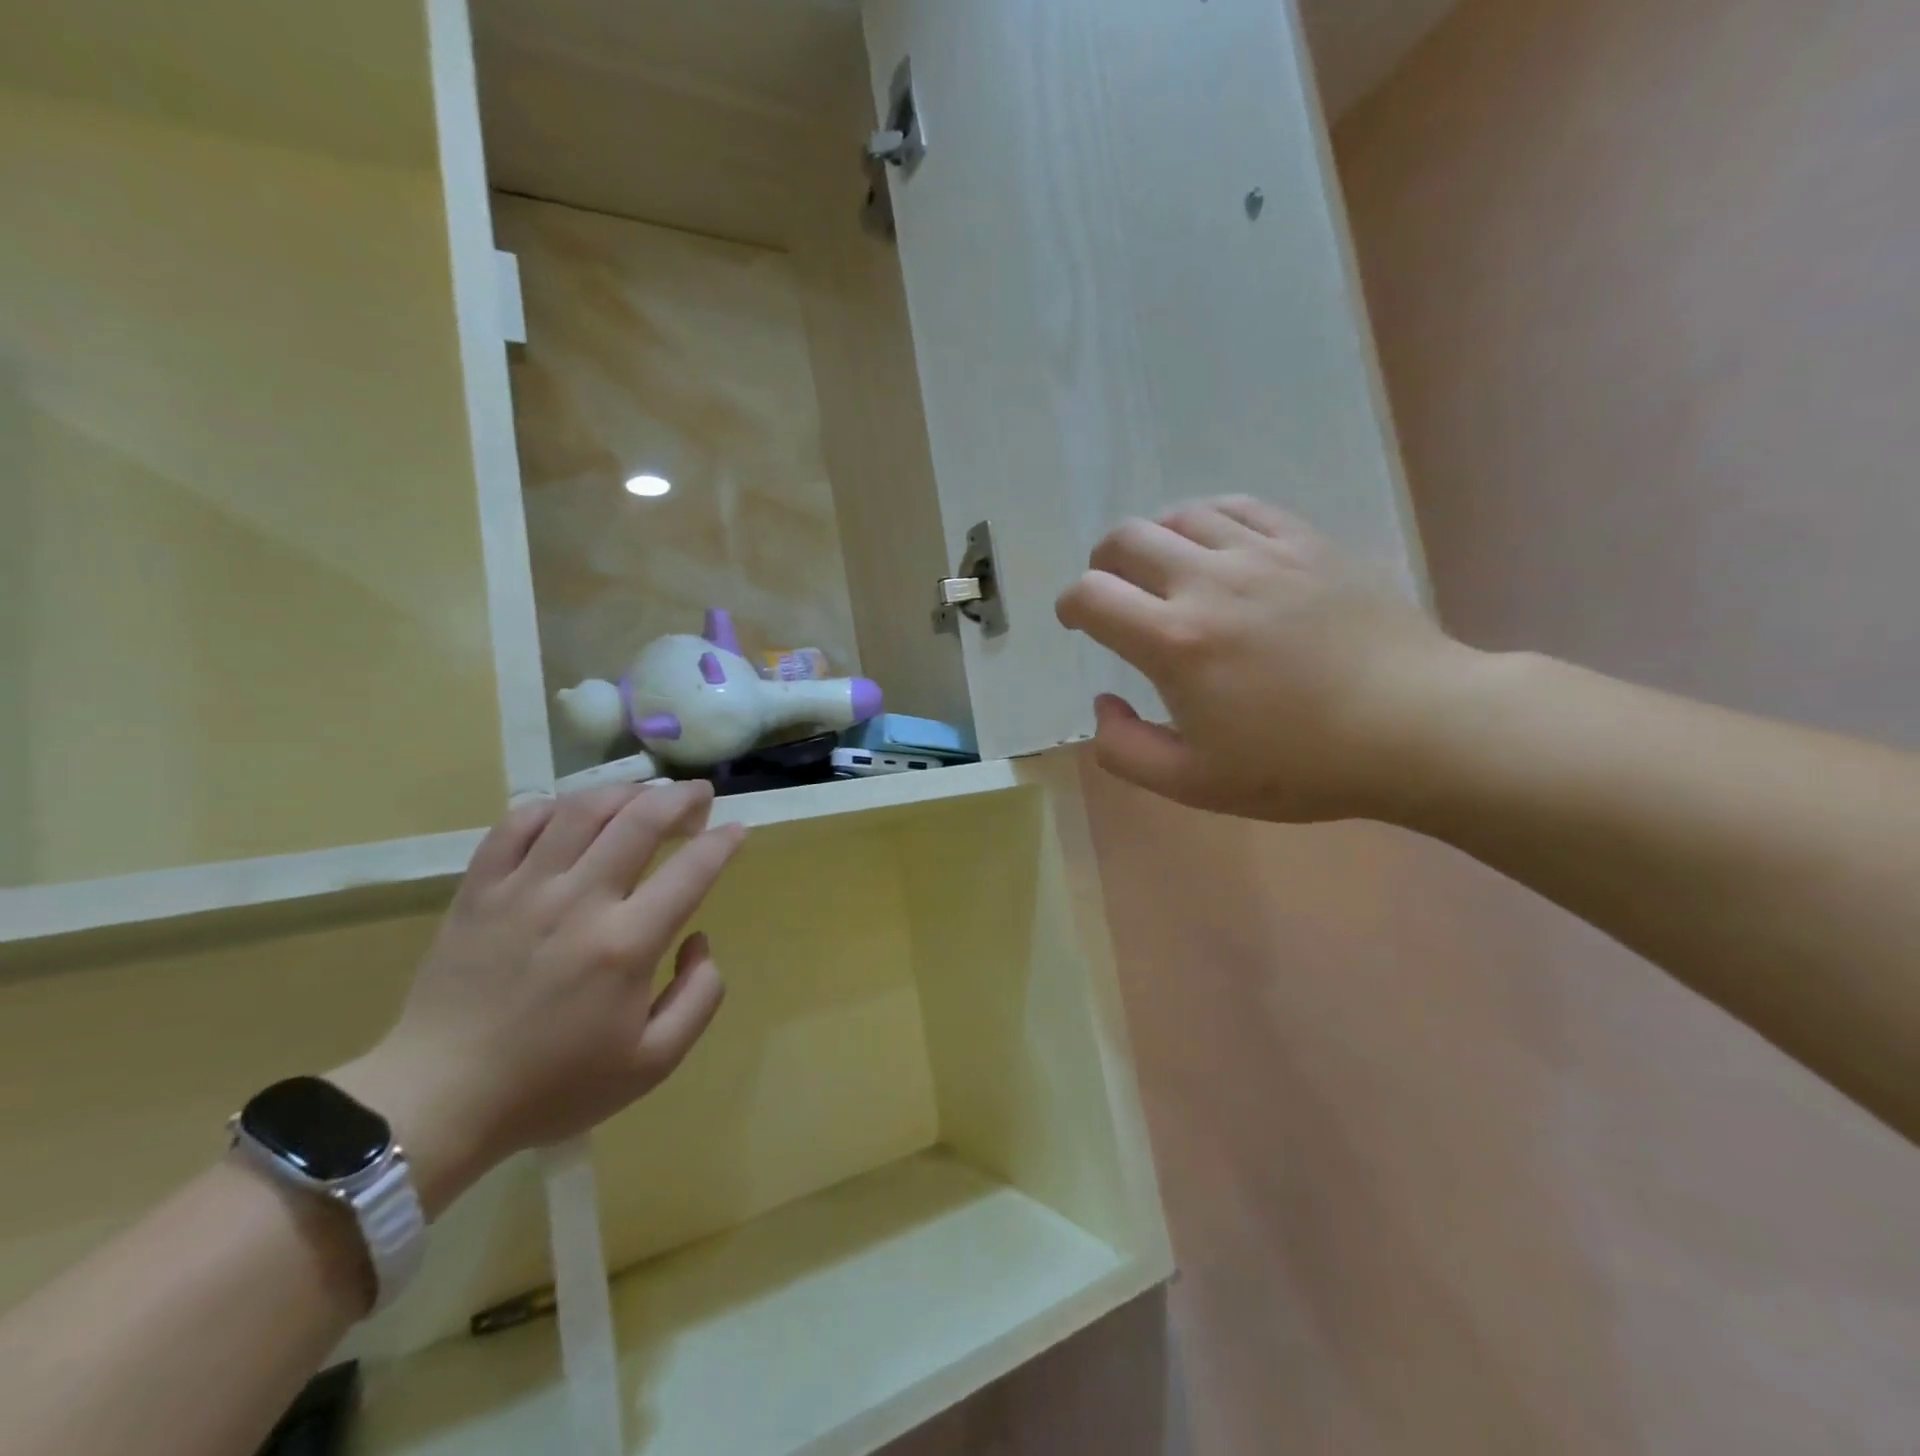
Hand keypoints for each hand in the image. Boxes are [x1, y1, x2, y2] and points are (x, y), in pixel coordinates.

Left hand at [333, 782, 743, 1214]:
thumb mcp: (653, 1063)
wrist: (439, 1099)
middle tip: (699, 797)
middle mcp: (579, 901)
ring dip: (626, 791)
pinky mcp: (479, 889)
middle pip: (641, 818)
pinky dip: (554, 806)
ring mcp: (523, 889)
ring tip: (645, 797)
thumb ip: (699, 997)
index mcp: (626, 944)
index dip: (723, 842)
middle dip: (682, 798)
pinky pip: (518, 822)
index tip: (736, 831)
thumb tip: (699, 940)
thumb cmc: (553, 1085)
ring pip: (583, 808)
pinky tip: (573, 815)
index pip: (692, 869)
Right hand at [1055, 496, 1482, 822]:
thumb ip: (1125, 749)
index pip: (1091, 596)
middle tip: (1114, 592)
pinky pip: (1238, 507)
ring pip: (1179, 515)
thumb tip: (1103, 703)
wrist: (1415, 727)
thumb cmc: (1301, 765)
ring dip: (1154, 540)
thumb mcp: (1194, 784)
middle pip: (1125, 539)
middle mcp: (1208, 582)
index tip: (1077, 621)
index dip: (1071, 606)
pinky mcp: (1306, 541)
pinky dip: (1208, 521)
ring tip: (1164, 571)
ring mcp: (1261, 553)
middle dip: (1103, 564)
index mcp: (1174, 642)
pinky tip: (1216, 546)